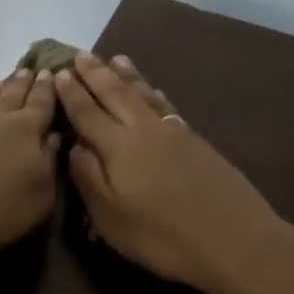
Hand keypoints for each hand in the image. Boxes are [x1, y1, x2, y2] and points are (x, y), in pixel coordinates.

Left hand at [0, 66, 60, 268]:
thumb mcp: (40, 197)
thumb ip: (49, 164)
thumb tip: (52, 137)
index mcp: (25, 130)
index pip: (41, 102)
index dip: (47, 88)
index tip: (51, 72)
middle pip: (11, 94)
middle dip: (22, 82)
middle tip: (29, 69)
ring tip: (0, 82)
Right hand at [54, 51, 284, 293]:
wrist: (234, 239)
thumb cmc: (162, 237)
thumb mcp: (112, 218)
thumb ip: (89, 178)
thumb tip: (75, 145)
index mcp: (118, 147)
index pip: (87, 113)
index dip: (71, 94)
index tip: (58, 73)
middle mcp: (144, 130)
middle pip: (116, 94)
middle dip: (96, 74)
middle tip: (80, 54)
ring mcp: (174, 132)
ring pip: (145, 95)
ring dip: (128, 75)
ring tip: (116, 59)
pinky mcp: (196, 140)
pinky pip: (167, 106)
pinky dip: (155, 93)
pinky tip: (154, 90)